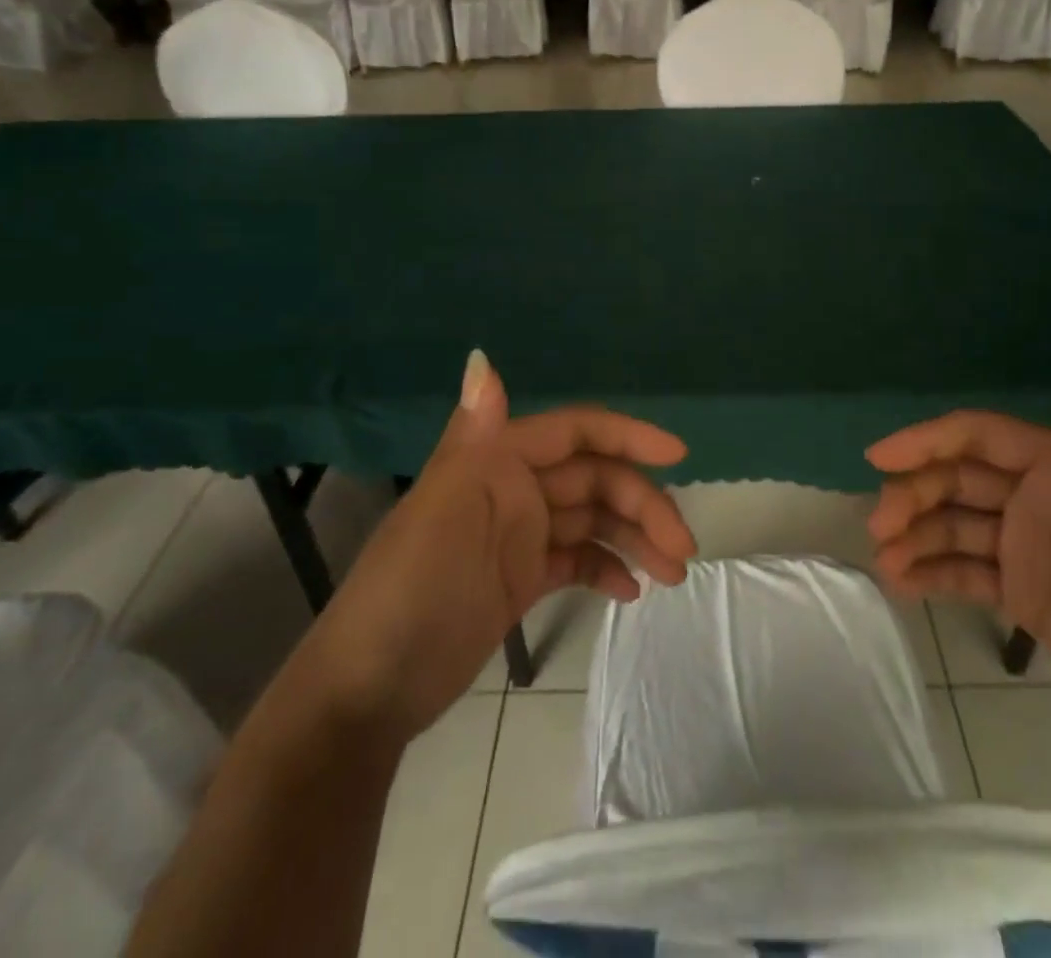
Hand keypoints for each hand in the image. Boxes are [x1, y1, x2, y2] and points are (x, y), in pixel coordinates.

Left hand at [304, 350, 693, 739]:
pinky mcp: (520, 578)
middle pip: (595, 480)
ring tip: (671, 574)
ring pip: (593, 519)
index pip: (575, 432)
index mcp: (496, 459)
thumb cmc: (411, 590)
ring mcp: (518, 535)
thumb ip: (473, 434)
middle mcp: (512, 488)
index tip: (677, 456)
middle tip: (683, 548)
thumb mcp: (443, 509)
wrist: (367, 693)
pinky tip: (630, 592)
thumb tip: (481, 356)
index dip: (627, 436)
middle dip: (643, 505)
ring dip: (635, 539)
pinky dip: (605, 568)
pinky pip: (576, 558)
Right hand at [866, 357, 1050, 755]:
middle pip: (954, 482)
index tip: (879, 458)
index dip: (926, 441)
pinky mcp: (1020, 593)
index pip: (977, 438)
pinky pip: (964, 573)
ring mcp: (1023, 546)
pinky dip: (930, 575)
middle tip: (878, 525)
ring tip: (883, 563)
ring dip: (913, 538)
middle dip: (912, 496)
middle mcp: (1032, 498)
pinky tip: (901, 585)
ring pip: (952, 527)